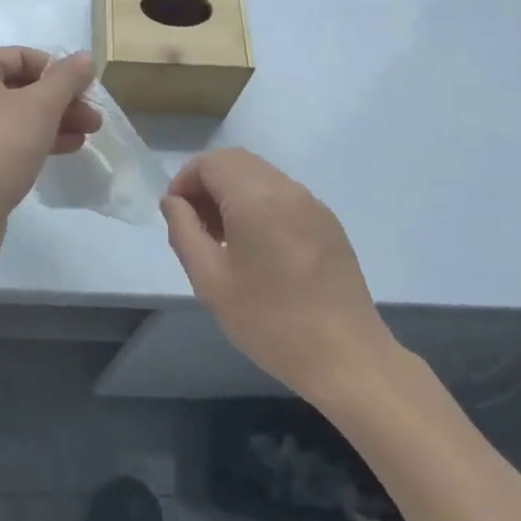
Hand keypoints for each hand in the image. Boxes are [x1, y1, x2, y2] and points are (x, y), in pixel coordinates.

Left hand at [0, 48, 100, 263]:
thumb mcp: (40, 106)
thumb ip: (66, 78)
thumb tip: (85, 57)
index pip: (21, 57)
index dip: (58, 70)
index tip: (87, 89)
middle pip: (20, 86)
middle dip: (61, 100)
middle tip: (94, 117)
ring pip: (17, 114)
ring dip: (54, 120)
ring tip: (89, 133)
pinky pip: (7, 138)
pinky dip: (36, 138)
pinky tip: (68, 148)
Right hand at [162, 149, 393, 400]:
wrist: (347, 358)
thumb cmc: (270, 321)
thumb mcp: (210, 281)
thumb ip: (184, 231)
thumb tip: (174, 202)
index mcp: (256, 196)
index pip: (211, 162)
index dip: (185, 180)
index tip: (176, 216)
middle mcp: (287, 188)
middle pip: (236, 162)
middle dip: (208, 184)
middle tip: (196, 227)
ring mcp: (313, 204)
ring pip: (261, 176)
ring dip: (233, 194)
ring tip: (224, 241)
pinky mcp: (328, 223)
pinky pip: (284, 196)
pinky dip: (260, 205)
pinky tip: (258, 250)